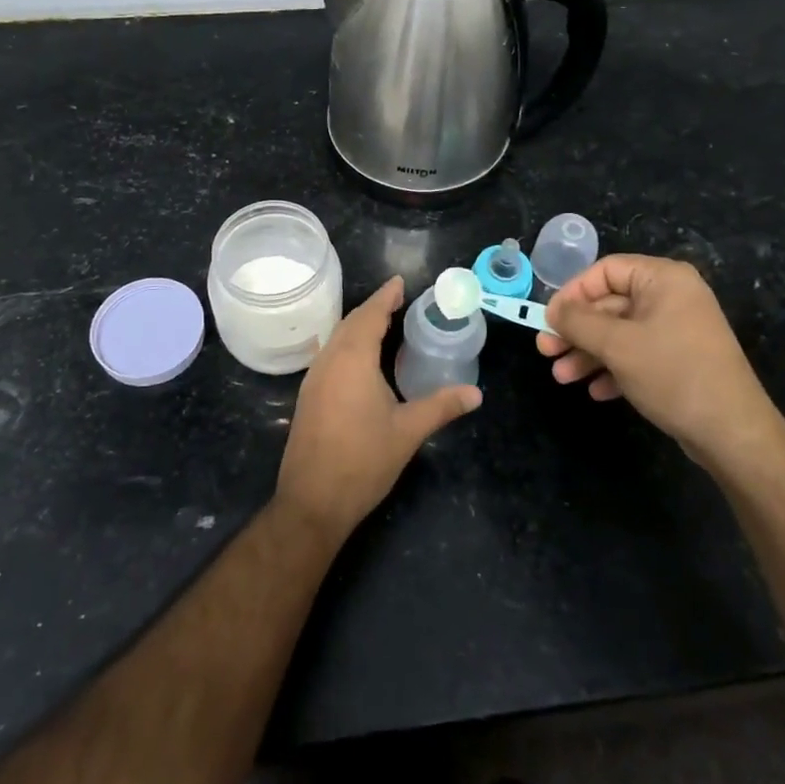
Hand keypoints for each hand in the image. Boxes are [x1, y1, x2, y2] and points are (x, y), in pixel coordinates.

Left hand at [276, 276, 480, 542]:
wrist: (312, 501)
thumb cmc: (362, 461)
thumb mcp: (408, 432)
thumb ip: (441, 406)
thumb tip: (476, 394)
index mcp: (353, 360)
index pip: (370, 316)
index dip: (385, 297)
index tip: (399, 282)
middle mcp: (329, 361)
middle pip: (351, 323)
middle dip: (373, 308)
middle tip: (396, 300)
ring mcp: (314, 379)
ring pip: (336, 339)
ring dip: (358, 326)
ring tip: (382, 324)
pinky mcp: (308, 397)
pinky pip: (329, 355)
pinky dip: (347, 345)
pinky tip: (361, 360)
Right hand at [536, 255, 780, 459]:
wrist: (732, 433)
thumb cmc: (672, 374)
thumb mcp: (617, 345)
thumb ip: (578, 322)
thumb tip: (552, 309)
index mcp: (663, 279)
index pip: (606, 271)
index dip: (573, 293)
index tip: (548, 319)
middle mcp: (672, 297)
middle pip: (610, 304)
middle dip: (576, 330)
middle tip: (546, 351)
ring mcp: (678, 330)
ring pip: (620, 332)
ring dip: (588, 353)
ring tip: (562, 377)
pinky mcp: (680, 360)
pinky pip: (637, 354)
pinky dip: (613, 369)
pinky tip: (596, 391)